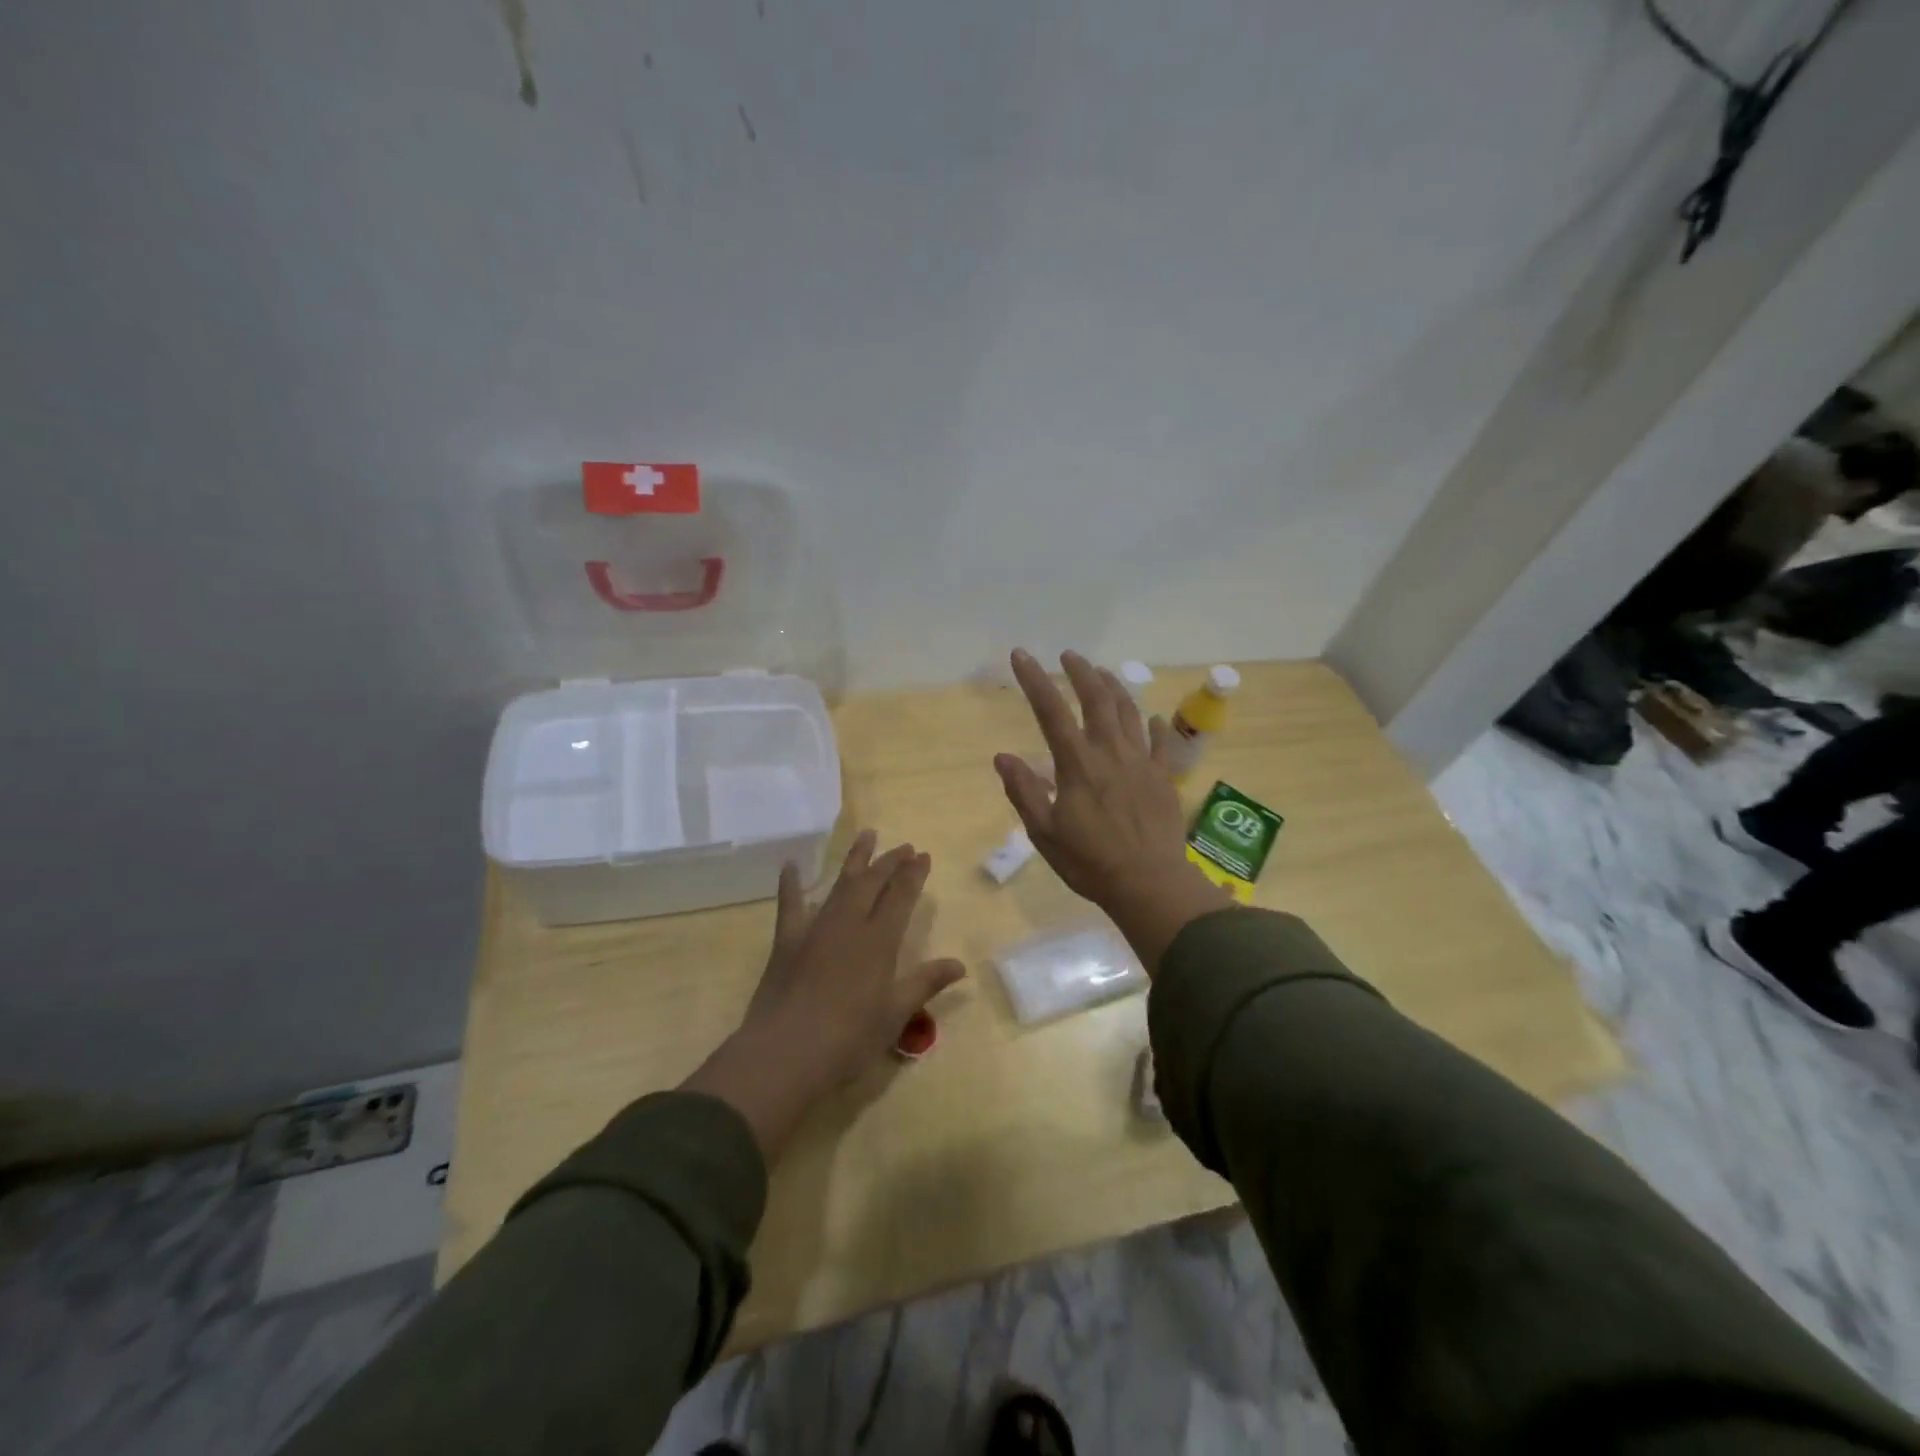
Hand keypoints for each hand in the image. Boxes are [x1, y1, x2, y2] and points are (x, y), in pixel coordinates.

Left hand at [682, 831, 964, 1157]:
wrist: (786, 1052)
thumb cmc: (849, 1038)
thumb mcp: (895, 1014)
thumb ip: (925, 983)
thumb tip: (960, 965)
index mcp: (879, 941)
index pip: (901, 897)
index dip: (914, 875)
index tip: (924, 855)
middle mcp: (849, 924)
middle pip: (873, 882)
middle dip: (890, 861)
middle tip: (904, 846)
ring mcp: (816, 928)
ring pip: (840, 884)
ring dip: (855, 858)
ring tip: (867, 835)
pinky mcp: (787, 941)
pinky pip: (790, 904)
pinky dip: (791, 883)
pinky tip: (792, 865)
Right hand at [994, 649, 1231, 968]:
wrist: (1148, 883)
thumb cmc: (1089, 861)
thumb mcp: (1044, 831)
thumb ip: (1024, 791)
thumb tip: (1002, 757)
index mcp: (1077, 764)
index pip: (1051, 711)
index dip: (1035, 680)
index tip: (1022, 655)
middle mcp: (1110, 752)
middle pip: (1097, 699)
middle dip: (1081, 672)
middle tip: (1069, 655)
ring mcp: (1141, 762)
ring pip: (1129, 712)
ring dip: (1114, 688)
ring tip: (1103, 673)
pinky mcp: (1163, 778)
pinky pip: (1160, 742)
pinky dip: (1153, 725)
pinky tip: (1150, 717)